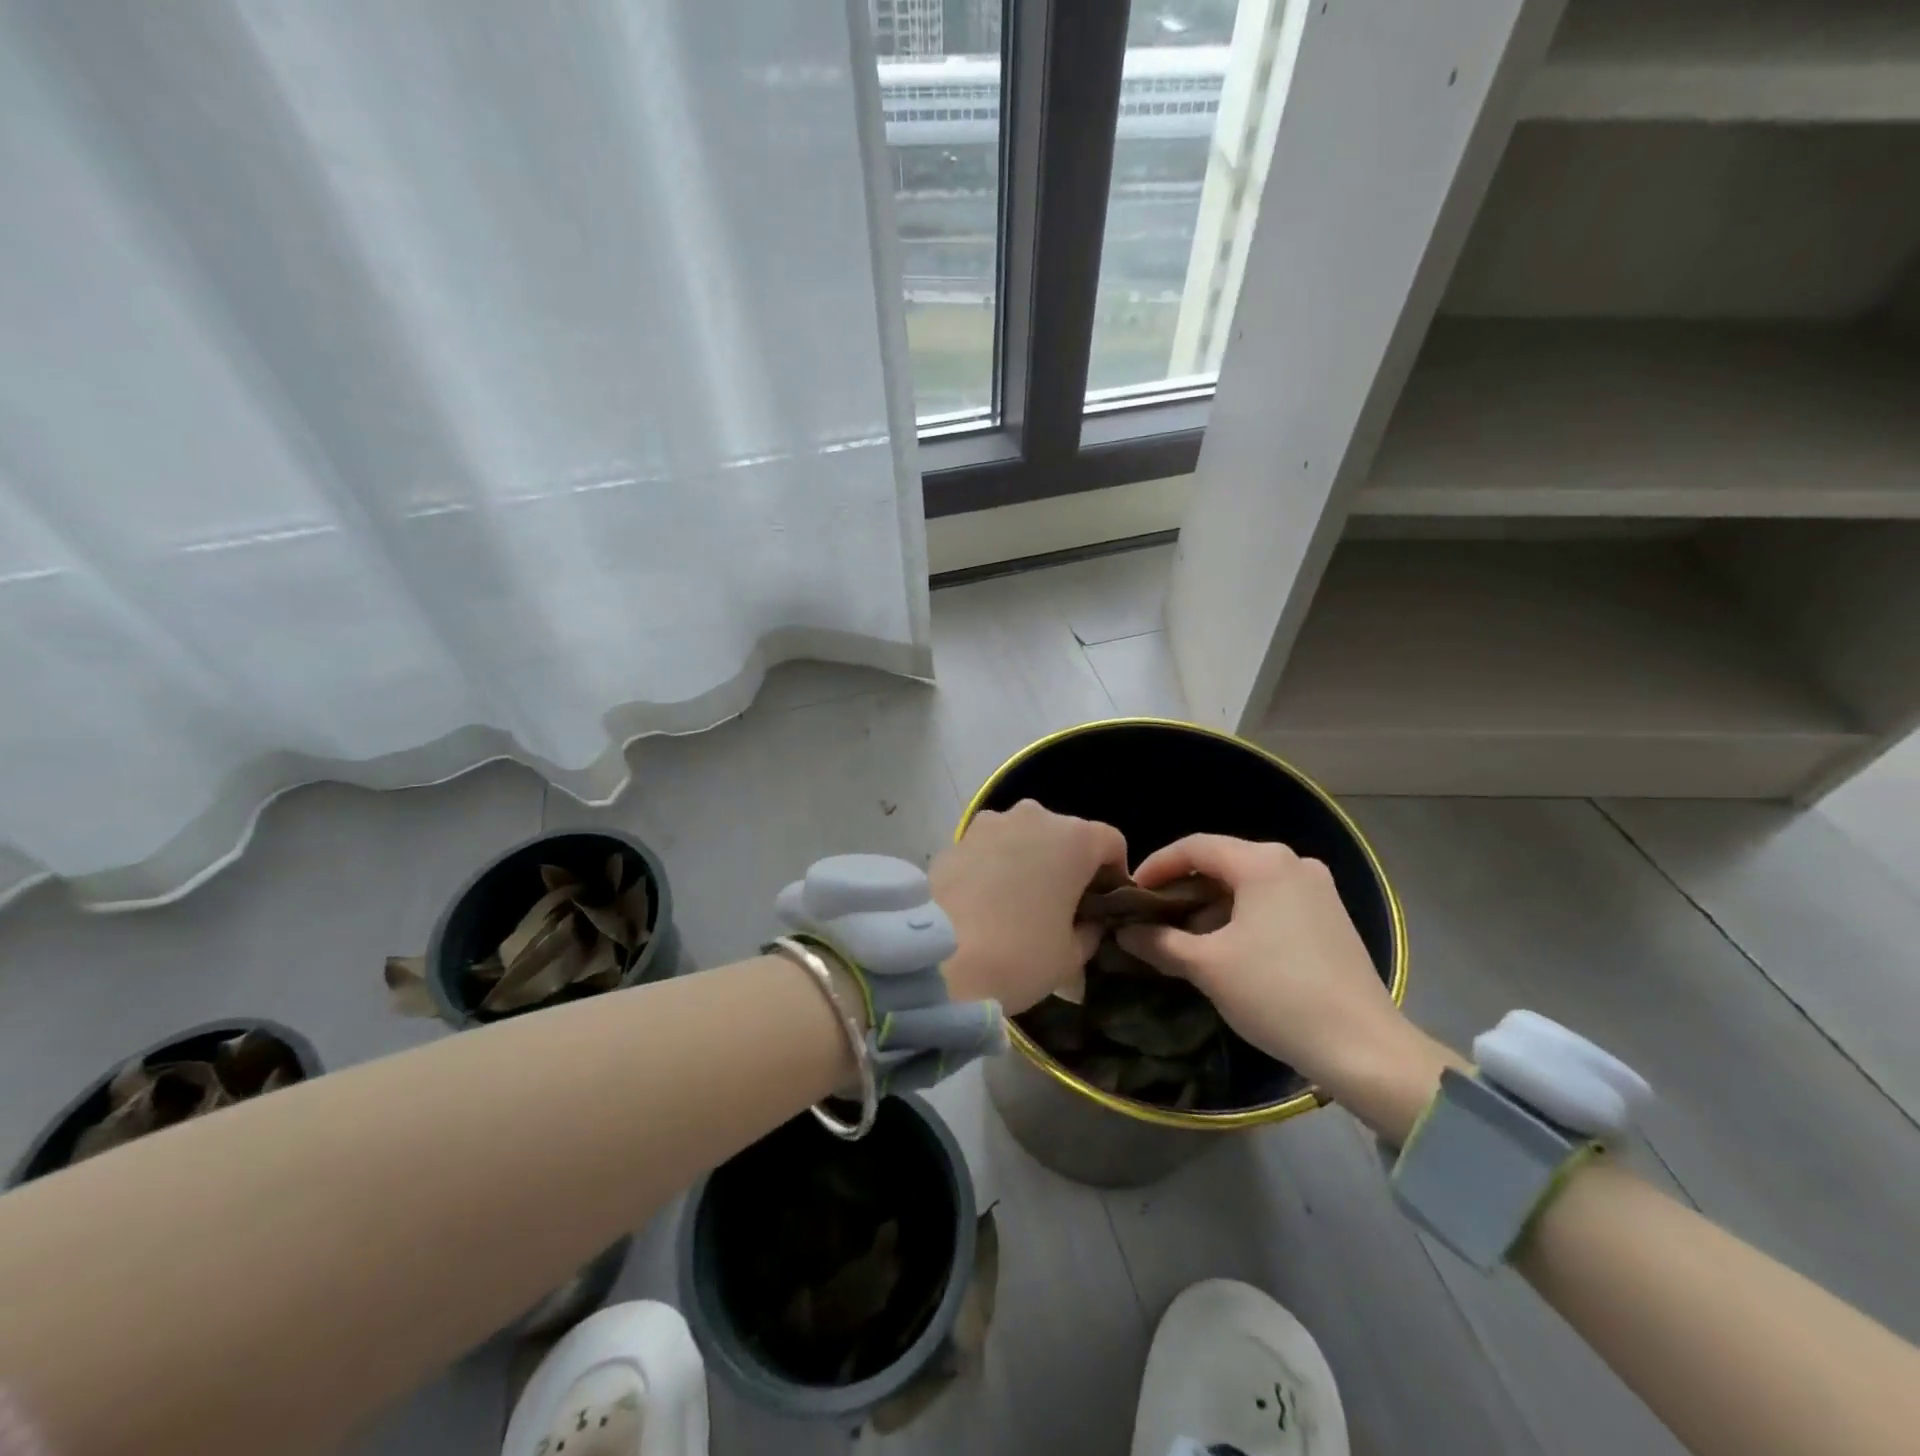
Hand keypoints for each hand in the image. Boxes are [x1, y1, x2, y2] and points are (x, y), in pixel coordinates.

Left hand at [931, 800, 1126, 1013]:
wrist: (938, 961)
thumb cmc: (1021, 955)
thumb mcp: (1072, 955)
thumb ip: (1090, 929)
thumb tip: (1087, 920)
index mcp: (1074, 838)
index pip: (1111, 844)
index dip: (1113, 875)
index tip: (1102, 908)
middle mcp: (1034, 816)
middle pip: (1065, 835)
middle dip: (1068, 865)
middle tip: (1060, 908)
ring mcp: (990, 823)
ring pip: (1024, 837)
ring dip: (1029, 861)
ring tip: (1018, 904)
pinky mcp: (955, 838)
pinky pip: (989, 849)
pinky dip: (995, 867)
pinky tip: (984, 903)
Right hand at [1116, 834, 1455, 1138]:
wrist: (1363, 1048)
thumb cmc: (1276, 993)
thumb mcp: (1207, 967)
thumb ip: (1159, 942)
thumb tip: (1124, 932)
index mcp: (1263, 862)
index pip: (1194, 847)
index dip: (1156, 866)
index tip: (1130, 893)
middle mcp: (1293, 863)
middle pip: (1222, 862)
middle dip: (1182, 889)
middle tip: (1151, 917)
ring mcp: (1317, 889)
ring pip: (1247, 885)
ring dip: (1210, 906)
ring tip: (1182, 939)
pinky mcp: (1330, 916)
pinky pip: (1271, 902)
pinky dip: (1240, 917)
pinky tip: (1224, 948)